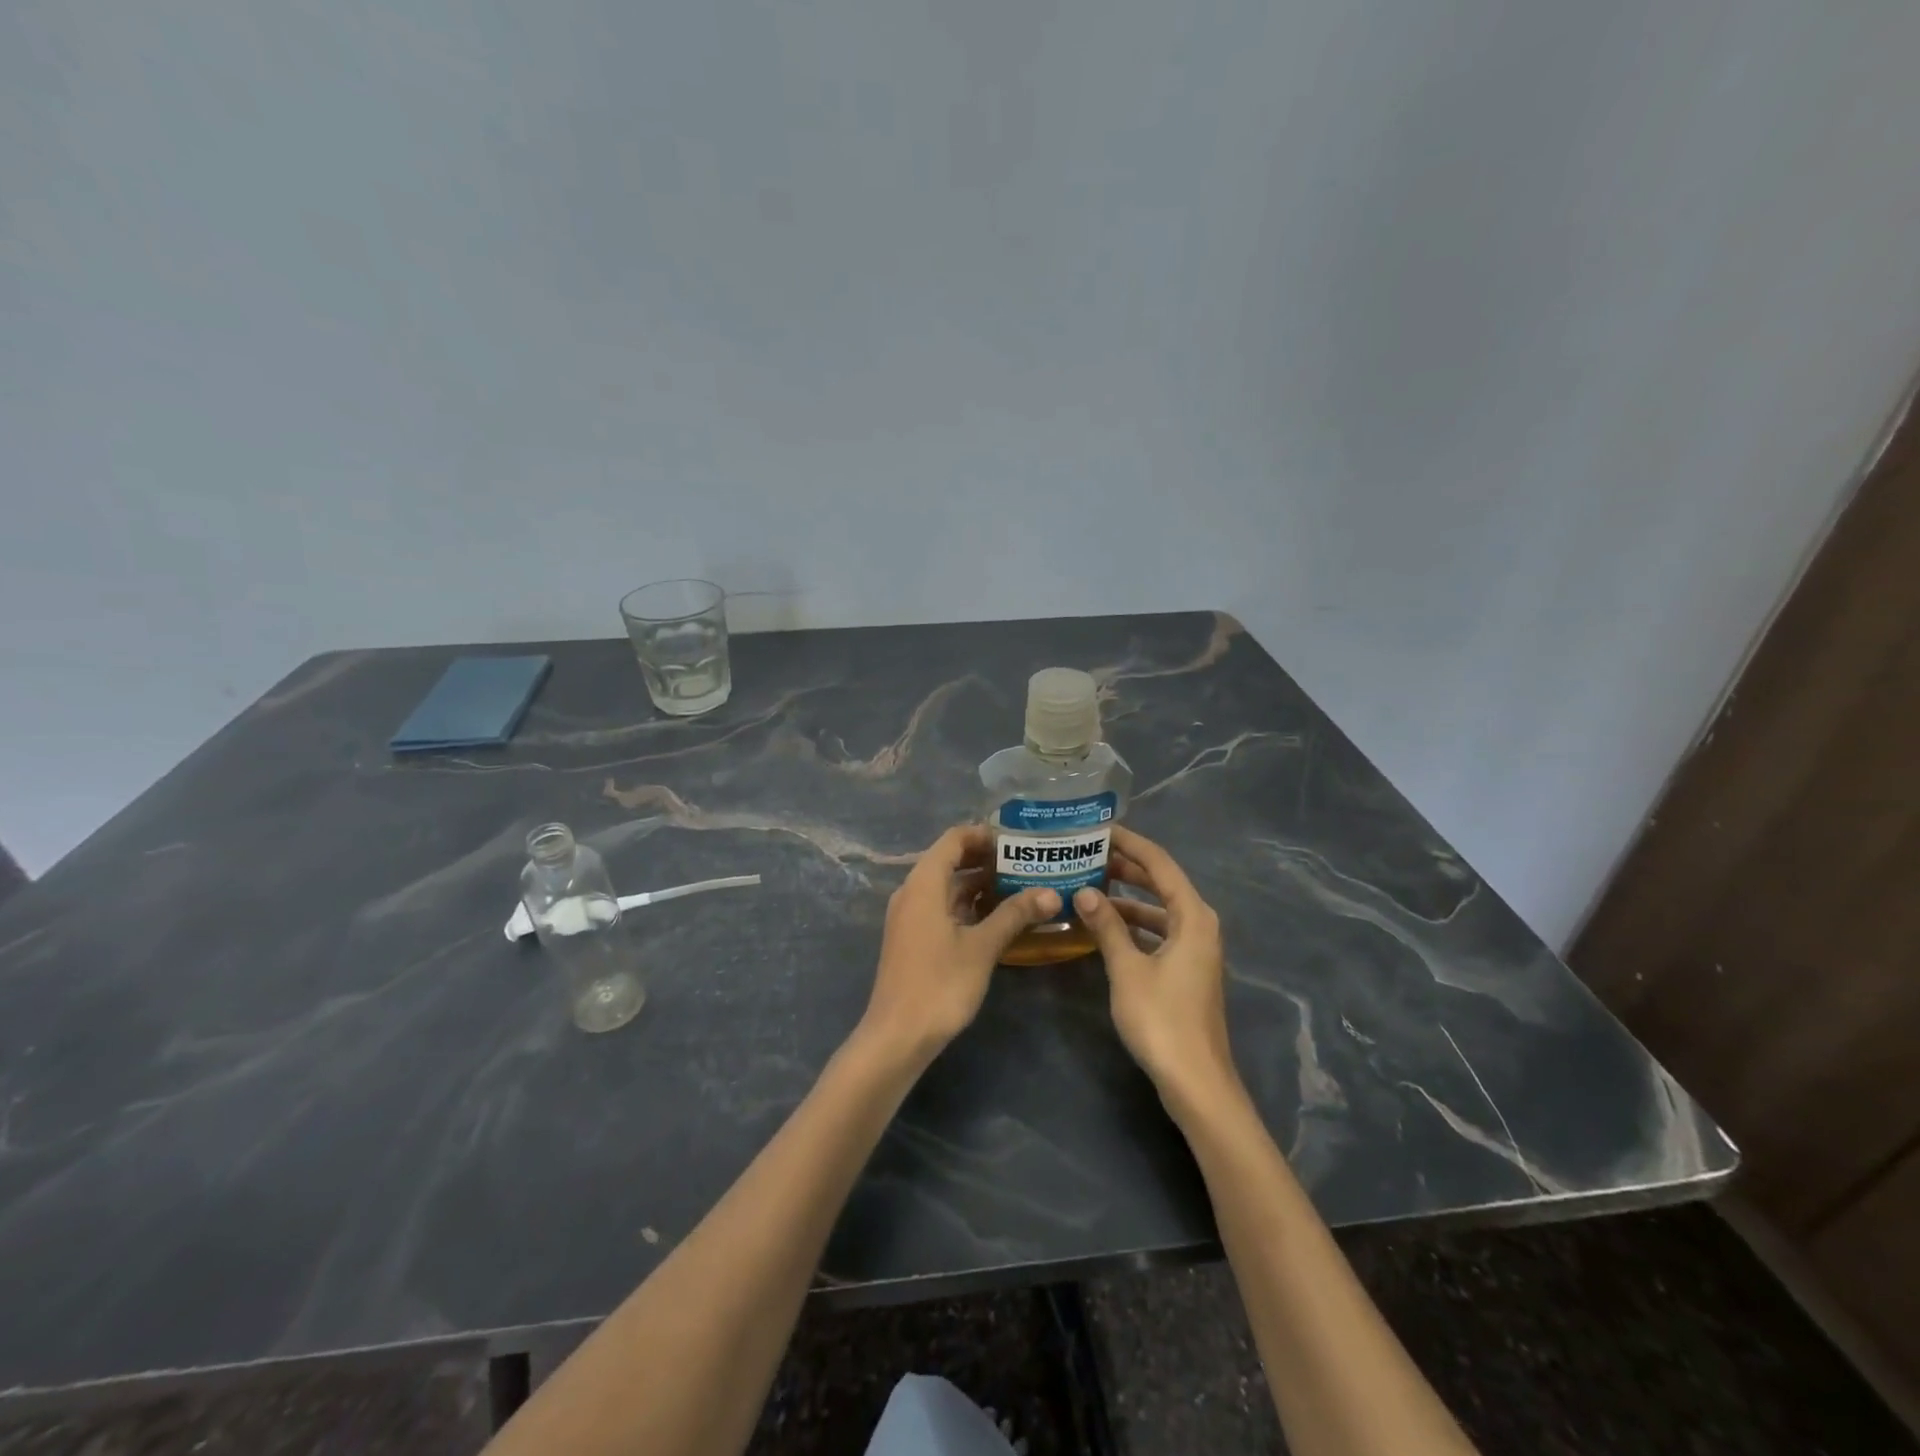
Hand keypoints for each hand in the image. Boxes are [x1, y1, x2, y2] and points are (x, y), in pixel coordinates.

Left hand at [858, 824, 1060, 1061]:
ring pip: (948, 887)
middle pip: (950, 860)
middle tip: (1027, 863)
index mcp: (924, 883)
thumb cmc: (939, 984)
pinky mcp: (914, 938)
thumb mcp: (982, 947)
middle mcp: (912, 892)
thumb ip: (1015, 915)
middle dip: (987, 859)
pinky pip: (943, 907)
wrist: (897, 1036)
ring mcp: (910, 916)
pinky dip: (969, 906)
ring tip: (1021, 886)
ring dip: (980, 884)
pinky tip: (998, 917)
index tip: (1017, 840)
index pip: (954, 839)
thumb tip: (1051, 893)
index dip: (984, 834)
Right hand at [1072, 827, 1242, 1119]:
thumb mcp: (1128, 969)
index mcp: (1193, 916)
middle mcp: (1199, 925)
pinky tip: (1104, 928)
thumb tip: (1084, 891)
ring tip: (1088, 886)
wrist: (1196, 1083)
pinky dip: (1133, 925)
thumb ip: (1107, 926)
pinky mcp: (1187, 970)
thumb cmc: (1162, 1020)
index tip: (1099, 829)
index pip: (1159, 864)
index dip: (1130, 844)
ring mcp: (1195, 949)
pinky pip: (1158, 932)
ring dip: (1127, 898)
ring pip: (1158, 909)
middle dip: (1126, 868)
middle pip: (1161, 883)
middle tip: (1087, 853)